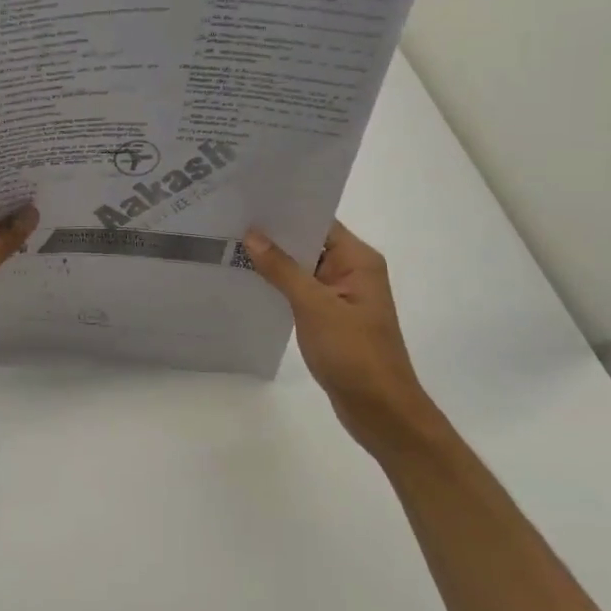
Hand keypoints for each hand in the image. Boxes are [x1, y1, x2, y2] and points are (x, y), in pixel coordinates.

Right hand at [245, 221, 442, 453]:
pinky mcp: (330, 317)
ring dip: (273, 262)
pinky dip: (279, 286)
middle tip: (231, 221)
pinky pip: (301, 291)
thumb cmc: (353, 353)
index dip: (286, 211)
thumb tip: (253, 235)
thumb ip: (282, 270)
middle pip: (309, 243)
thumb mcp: (314, 306)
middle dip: (274, 235)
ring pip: (302, 268)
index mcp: (358, 260)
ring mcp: (341, 296)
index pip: (319, 222)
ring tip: (230, 247)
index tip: (250, 200)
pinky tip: (248, 282)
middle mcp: (352, 271)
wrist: (379, 409)